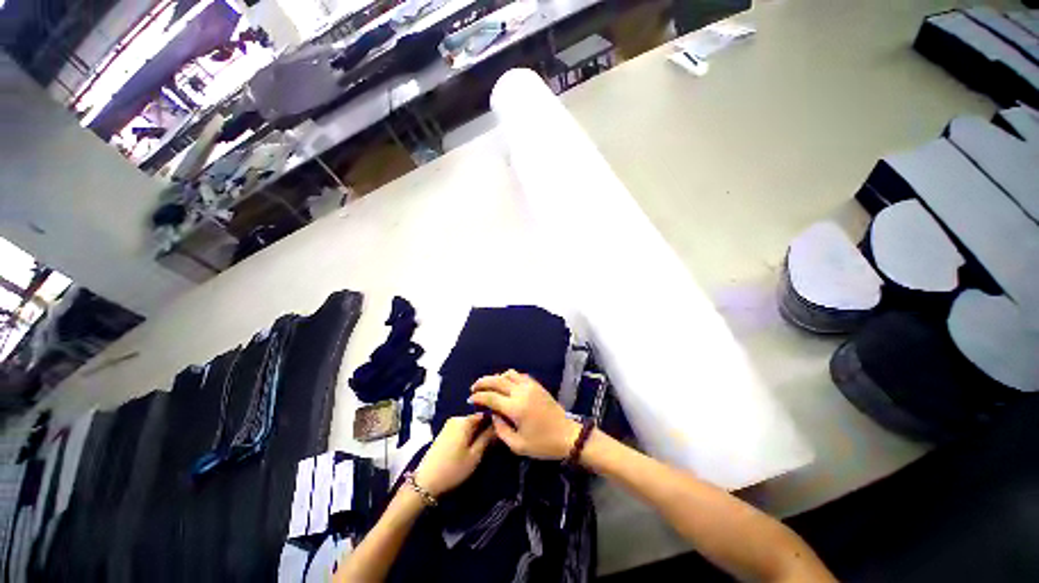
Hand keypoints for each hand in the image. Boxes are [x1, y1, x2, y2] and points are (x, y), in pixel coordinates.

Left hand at [413, 413, 494, 495]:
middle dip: (487, 427)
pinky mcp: (444, 434)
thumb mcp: (475, 455)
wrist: (425, 483)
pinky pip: (463, 429)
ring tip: (487, 444)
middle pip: (477, 418)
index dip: (496, 420)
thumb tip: (499, 425)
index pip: (486, 413)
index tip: (504, 429)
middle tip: (496, 440)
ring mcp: (449, 425)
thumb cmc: (453, 469)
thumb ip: (488, 437)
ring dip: (479, 432)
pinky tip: (474, 446)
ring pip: (470, 425)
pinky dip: (470, 435)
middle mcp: (457, 418)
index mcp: (465, 420)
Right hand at [469, 370, 580, 459]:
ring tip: (489, 386)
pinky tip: (505, 384)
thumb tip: (493, 416)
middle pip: (497, 380)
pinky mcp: (537, 385)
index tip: (470, 399)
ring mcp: (530, 386)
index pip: (491, 397)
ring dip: (496, 378)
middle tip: (474, 388)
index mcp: (515, 408)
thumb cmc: (542, 444)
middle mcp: (521, 392)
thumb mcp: (518, 445)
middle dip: (483, 382)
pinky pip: (519, 375)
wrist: (567, 435)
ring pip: (508, 374)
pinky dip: (509, 377)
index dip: (478, 397)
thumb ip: (501, 430)